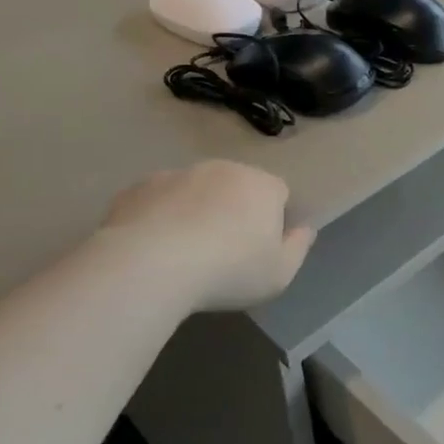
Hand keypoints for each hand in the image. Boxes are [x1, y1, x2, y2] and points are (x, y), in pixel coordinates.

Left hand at [103, 160, 315, 311]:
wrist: (149, 265)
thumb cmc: (227, 271)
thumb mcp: (279, 274)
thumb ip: (298, 247)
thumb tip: (305, 229)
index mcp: (262, 185)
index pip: (278, 192)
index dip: (272, 219)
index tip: (259, 249)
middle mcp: (222, 169)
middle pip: (236, 186)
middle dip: (233, 210)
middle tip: (221, 251)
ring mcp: (177, 174)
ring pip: (194, 190)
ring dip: (194, 211)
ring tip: (182, 252)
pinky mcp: (138, 188)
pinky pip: (157, 201)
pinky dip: (158, 217)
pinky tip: (151, 249)